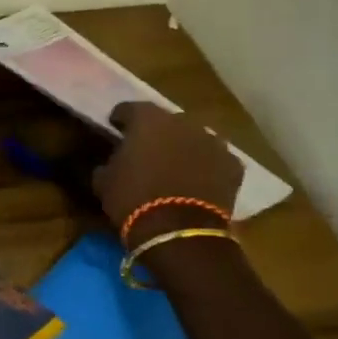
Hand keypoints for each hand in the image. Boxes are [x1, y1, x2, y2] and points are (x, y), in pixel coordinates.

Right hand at [92, 102, 243, 239]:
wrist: (178, 230)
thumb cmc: (133, 200)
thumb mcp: (103, 181)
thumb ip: (108, 163)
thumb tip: (112, 162)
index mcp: (147, 119)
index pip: (129, 108)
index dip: (120, 118)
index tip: (114, 128)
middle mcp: (182, 122)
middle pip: (166, 120)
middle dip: (156, 132)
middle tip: (146, 149)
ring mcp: (212, 141)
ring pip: (194, 138)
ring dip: (184, 147)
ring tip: (175, 165)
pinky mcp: (233, 165)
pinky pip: (216, 160)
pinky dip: (207, 167)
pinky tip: (199, 182)